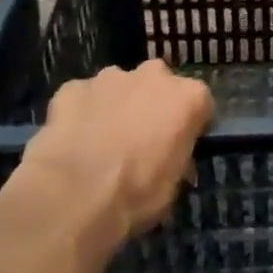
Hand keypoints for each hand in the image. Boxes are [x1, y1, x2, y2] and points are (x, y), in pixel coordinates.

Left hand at [0, 59, 213, 268]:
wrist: (73, 196)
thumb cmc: (136, 194)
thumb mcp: (172, 186)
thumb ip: (175, 158)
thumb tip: (167, 157)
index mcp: (188, 97)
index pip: (200, 104)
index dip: (190, 125)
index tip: (179, 146)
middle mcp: (153, 76)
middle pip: (158, 85)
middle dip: (151, 105)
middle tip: (140, 141)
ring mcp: (110, 78)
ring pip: (118, 87)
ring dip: (115, 106)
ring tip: (100, 143)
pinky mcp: (72, 88)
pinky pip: (82, 98)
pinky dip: (80, 113)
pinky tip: (72, 142)